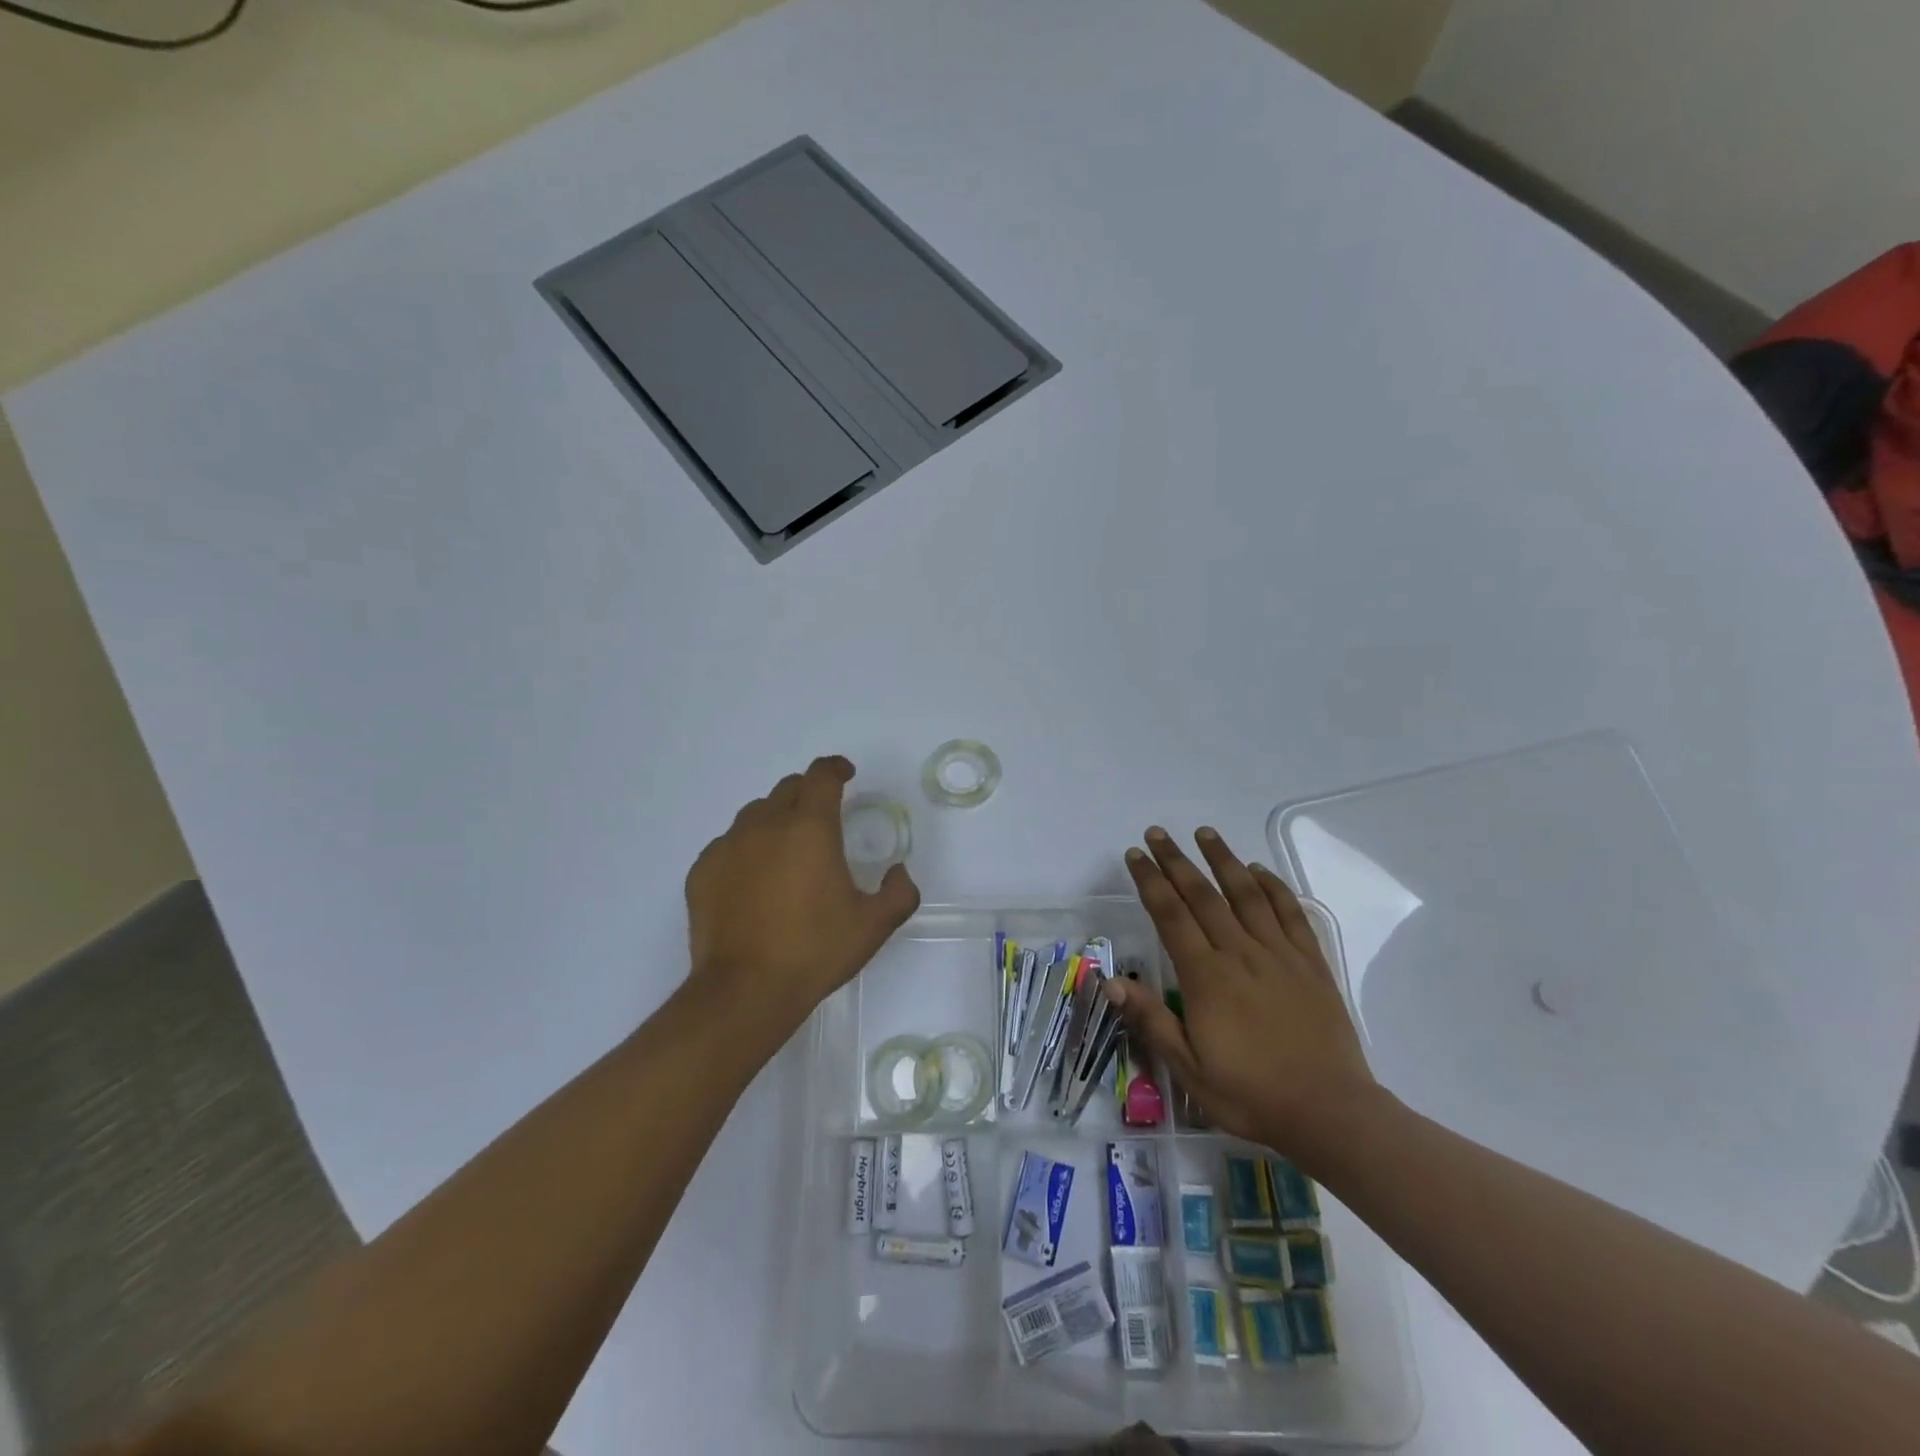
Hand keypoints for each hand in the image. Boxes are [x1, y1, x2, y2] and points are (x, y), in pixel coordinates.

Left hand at [685, 757, 919, 1032]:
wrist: (744, 991)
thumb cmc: (814, 951)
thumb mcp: (873, 926)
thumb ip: (899, 892)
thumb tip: (898, 872)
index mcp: (810, 828)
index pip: (822, 776)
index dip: (836, 768)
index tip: (846, 775)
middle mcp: (766, 825)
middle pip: (788, 789)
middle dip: (809, 794)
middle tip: (822, 819)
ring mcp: (729, 846)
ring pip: (756, 814)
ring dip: (776, 820)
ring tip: (787, 852)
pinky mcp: (703, 870)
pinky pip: (729, 844)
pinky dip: (747, 850)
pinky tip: (754, 881)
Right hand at [1107, 826, 1377, 1155]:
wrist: (1330, 1113)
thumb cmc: (1252, 1095)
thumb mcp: (1189, 1069)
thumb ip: (1152, 1020)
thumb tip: (1111, 979)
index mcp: (1207, 977)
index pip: (1171, 915)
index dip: (1151, 881)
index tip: (1136, 855)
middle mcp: (1240, 954)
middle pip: (1204, 895)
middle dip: (1177, 861)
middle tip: (1158, 833)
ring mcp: (1279, 955)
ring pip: (1247, 894)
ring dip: (1223, 859)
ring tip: (1205, 833)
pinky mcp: (1311, 963)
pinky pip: (1289, 913)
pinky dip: (1273, 886)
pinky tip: (1258, 870)